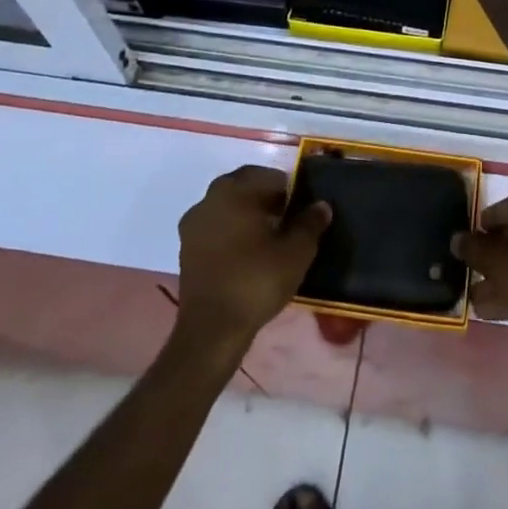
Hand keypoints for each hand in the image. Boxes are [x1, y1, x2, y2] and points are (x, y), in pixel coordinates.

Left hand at [175, 165, 330, 352]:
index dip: (290, 190)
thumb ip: (310, 223)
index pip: (269, 176)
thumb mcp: (296, 251)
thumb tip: (321, 205)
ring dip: (249, 216)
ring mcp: (193, 225)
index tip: (303, 208)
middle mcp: (209, 199)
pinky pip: (216, 230)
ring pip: (229, 208)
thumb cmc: (256, 280)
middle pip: (245, 189)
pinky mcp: (186, 251)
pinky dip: (233, 234)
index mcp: (234, 190)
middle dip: (268, 200)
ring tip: (271, 239)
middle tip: (290, 220)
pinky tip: (250, 255)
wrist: (212, 331)